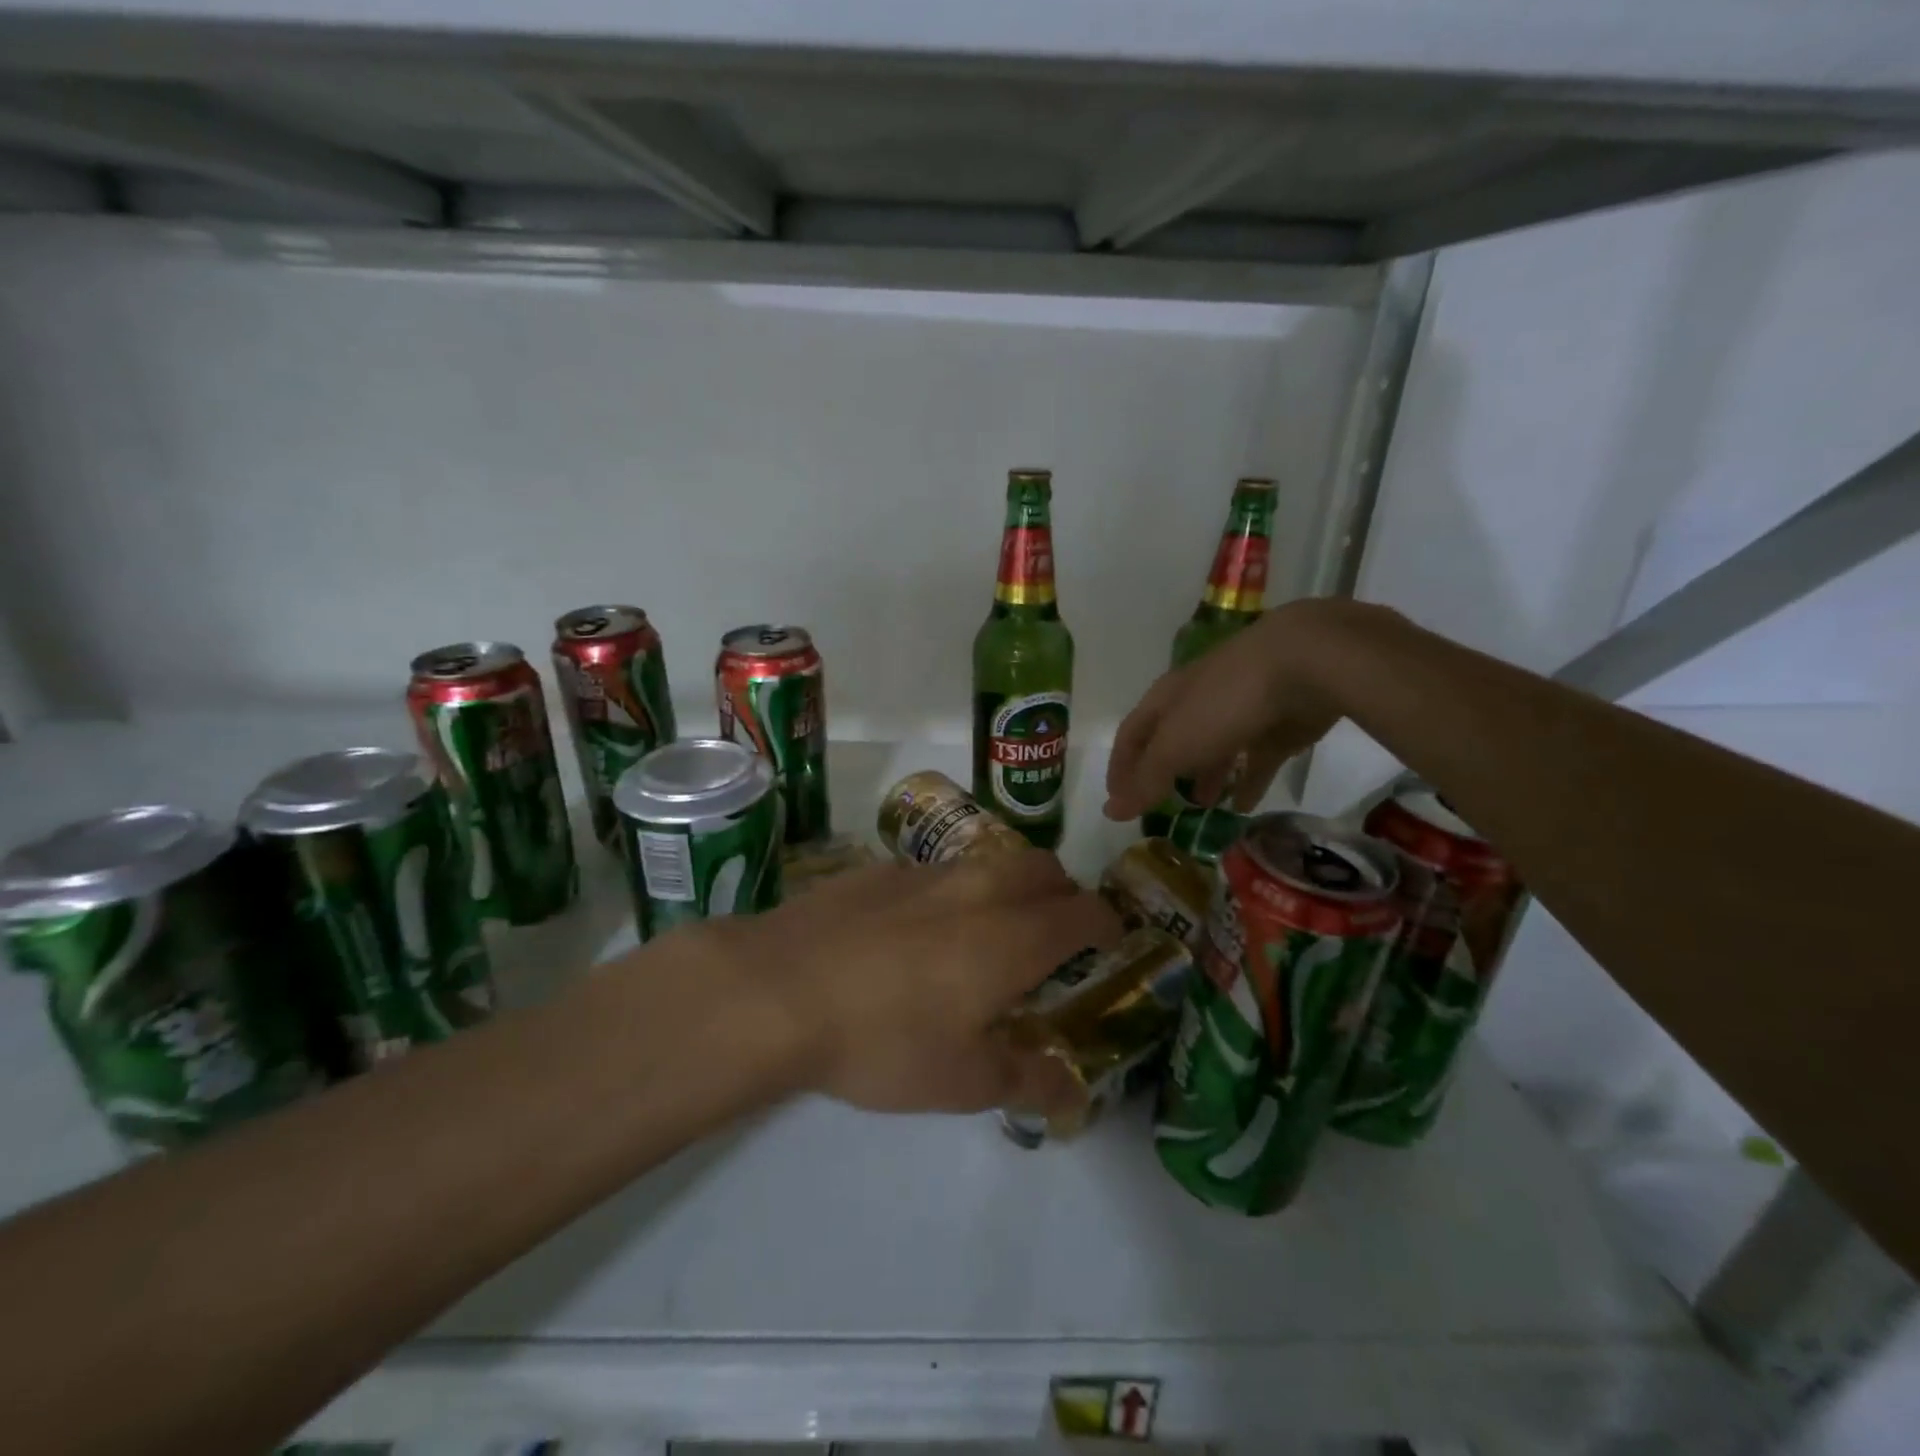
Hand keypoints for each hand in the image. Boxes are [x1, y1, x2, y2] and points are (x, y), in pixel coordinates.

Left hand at [705, 851, 1120, 1115]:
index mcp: (1013, 936)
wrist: (779, 987)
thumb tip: (1073, 1089)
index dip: (1107, 924)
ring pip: (990, 862)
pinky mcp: (880, 870)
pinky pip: (938, 870)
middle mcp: (979, 889)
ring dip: (1009, 886)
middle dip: (1063, 893)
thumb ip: (1028, 1080)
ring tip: (989, 931)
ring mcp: (926, 872)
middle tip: (1054, 934)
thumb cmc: (883, 1039)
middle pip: (1043, 868)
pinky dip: (954, 891)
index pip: (1083, 911)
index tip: (1110, 941)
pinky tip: (918, 931)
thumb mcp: (962, 1080)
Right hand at [1105, 597, 1375, 820]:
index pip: (1131, 734)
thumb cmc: (1223, 704)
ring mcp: (1240, 711)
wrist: (1304, 665)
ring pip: (1214, 749)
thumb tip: (1110, 811)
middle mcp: (1197, 702)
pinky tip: (1243, 807)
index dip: (1121, 767)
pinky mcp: (1277, 725)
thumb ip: (1145, 781)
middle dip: (1165, 772)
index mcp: (1166, 699)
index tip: (1117, 800)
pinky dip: (1248, 782)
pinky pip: (1256, 759)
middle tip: (1162, 806)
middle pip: (1173, 740)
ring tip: (1202, 809)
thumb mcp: (1175, 747)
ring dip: (1205, 777)